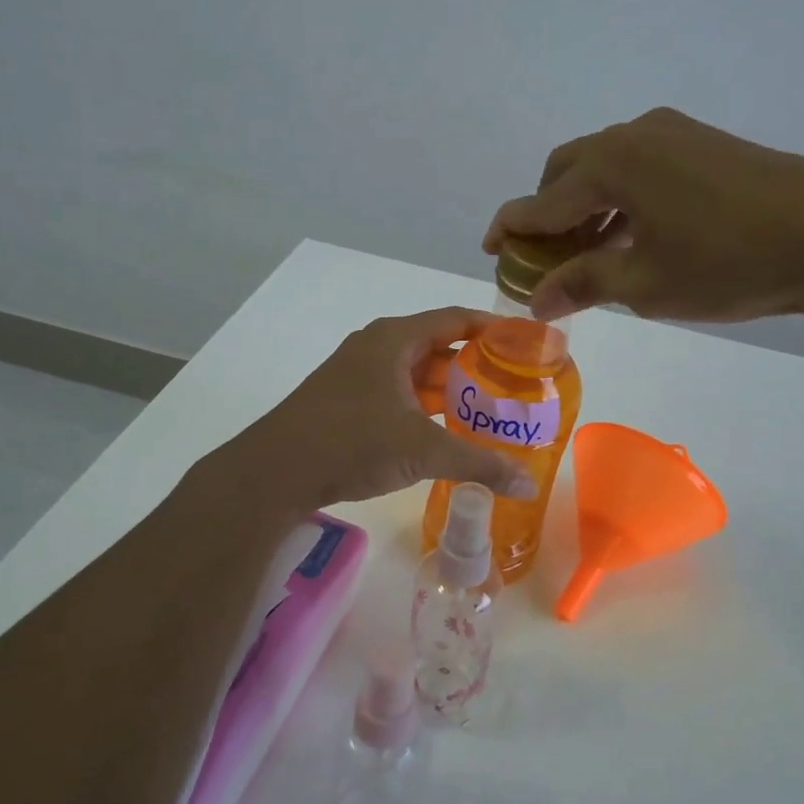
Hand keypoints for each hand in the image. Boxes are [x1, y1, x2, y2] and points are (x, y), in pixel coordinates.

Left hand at [215, 308, 538, 511]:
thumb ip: (478, 464)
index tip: (525, 340)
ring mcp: (358, 373)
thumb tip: (528, 484)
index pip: (455, 318)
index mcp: (394, 339)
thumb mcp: (422, 451)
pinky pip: (398, 393)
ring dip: (450, 389)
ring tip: (490, 409)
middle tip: (515, 383)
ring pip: (416, 373)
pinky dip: (425, 406)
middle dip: (476, 365)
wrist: (275, 471)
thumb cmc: (352, 442)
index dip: (492, 327)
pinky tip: (447, 429)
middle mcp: (377, 347)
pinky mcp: (348, 400)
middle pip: (438, 346)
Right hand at [483, 107, 803, 323]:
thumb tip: (536, 299)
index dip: (511, 229)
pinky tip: (631, 234)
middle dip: (547, 214)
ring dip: (585, 207)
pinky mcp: (702, 143)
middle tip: (543, 258)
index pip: (542, 201)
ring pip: (605, 168)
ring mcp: (673, 134)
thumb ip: (583, 283)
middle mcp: (634, 135)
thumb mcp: (644, 283)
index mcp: (611, 164)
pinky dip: (620, 199)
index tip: (489, 250)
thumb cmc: (727, 263)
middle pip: (567, 172)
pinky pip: (640, 167)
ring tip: (586, 254)